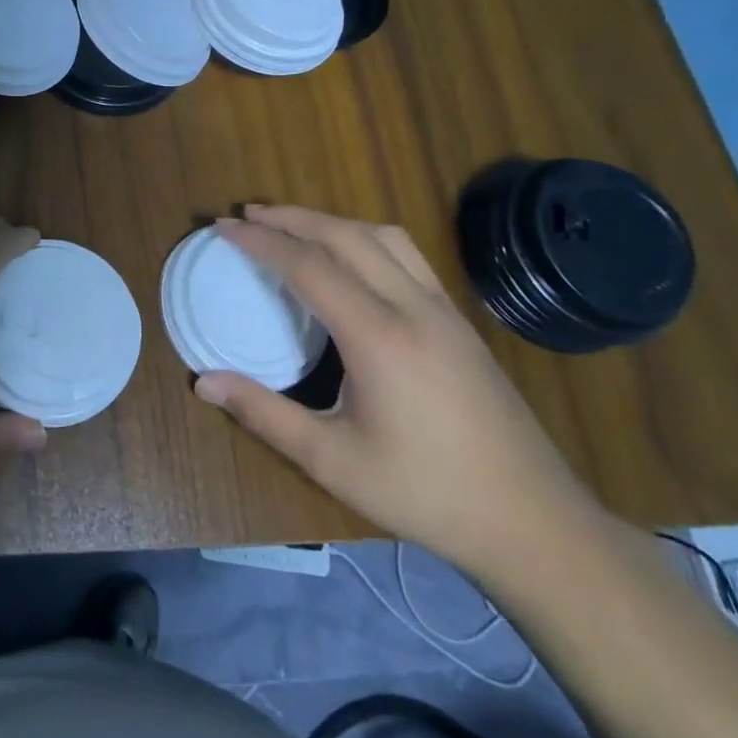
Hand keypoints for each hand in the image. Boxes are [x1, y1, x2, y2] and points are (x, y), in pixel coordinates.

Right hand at [193, 206, 600, 579]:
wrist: (535, 523)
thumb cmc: (426, 493)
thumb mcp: (333, 461)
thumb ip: (264, 414)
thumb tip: (202, 381)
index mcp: (378, 337)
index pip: (309, 266)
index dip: (261, 241)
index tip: (224, 227)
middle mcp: (413, 308)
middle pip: (346, 236)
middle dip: (292, 217)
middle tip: (248, 214)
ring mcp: (444, 311)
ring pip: (384, 238)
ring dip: (332, 222)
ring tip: (293, 226)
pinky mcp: (460, 323)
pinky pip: (408, 257)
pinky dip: (365, 239)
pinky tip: (350, 260)